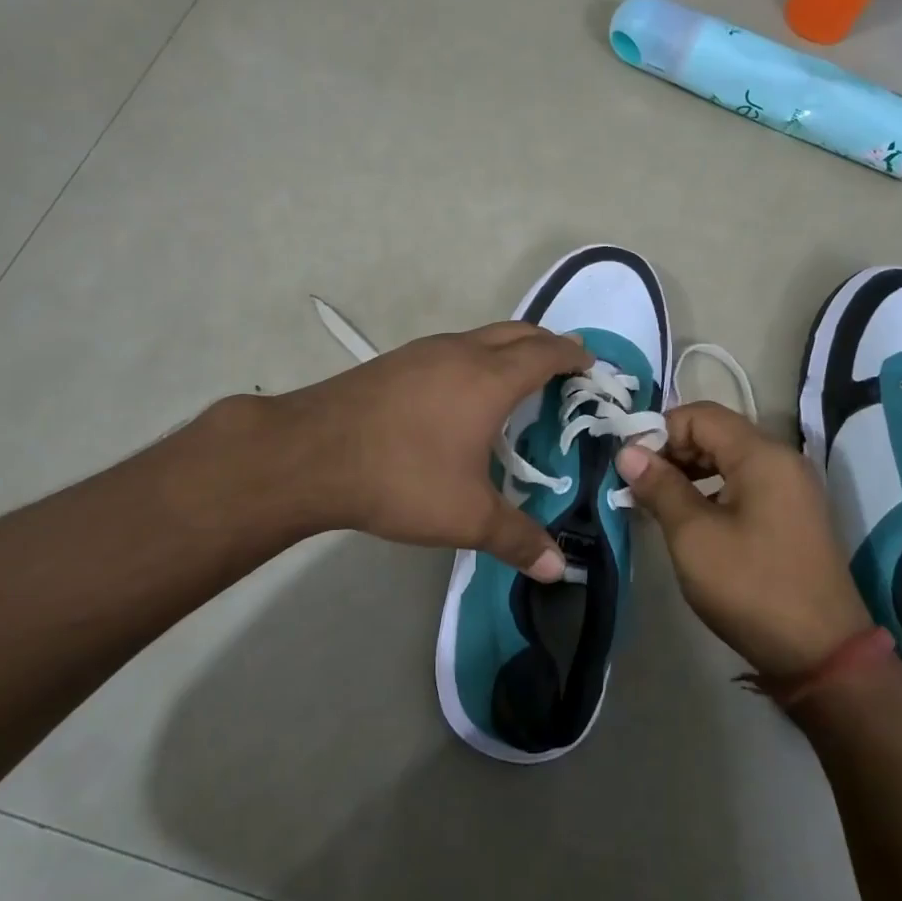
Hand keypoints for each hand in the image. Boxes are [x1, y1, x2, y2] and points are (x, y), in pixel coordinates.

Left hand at [264, 322, 590, 579]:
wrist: (310, 454)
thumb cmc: (401, 477)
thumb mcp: (466, 516)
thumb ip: (517, 539)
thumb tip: (559, 568)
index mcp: (490, 378)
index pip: (545, 352)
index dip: (573, 355)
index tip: (590, 363)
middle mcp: (461, 352)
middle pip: (517, 332)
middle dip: (546, 344)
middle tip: (563, 368)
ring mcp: (423, 352)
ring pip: (481, 336)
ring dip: (508, 349)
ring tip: (516, 382)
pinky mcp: (395, 362)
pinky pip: (451, 349)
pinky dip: (475, 359)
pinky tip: (460, 395)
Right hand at [615, 402, 872, 677]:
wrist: (823, 655)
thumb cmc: (751, 587)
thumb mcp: (694, 536)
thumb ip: (660, 487)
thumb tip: (628, 451)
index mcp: (762, 455)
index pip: (700, 415)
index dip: (659, 431)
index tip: (631, 465)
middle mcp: (782, 460)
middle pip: (716, 432)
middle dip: (673, 451)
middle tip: (639, 485)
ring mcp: (792, 488)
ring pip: (729, 458)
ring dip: (690, 472)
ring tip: (658, 502)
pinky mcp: (793, 514)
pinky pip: (745, 483)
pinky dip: (713, 490)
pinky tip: (691, 519)